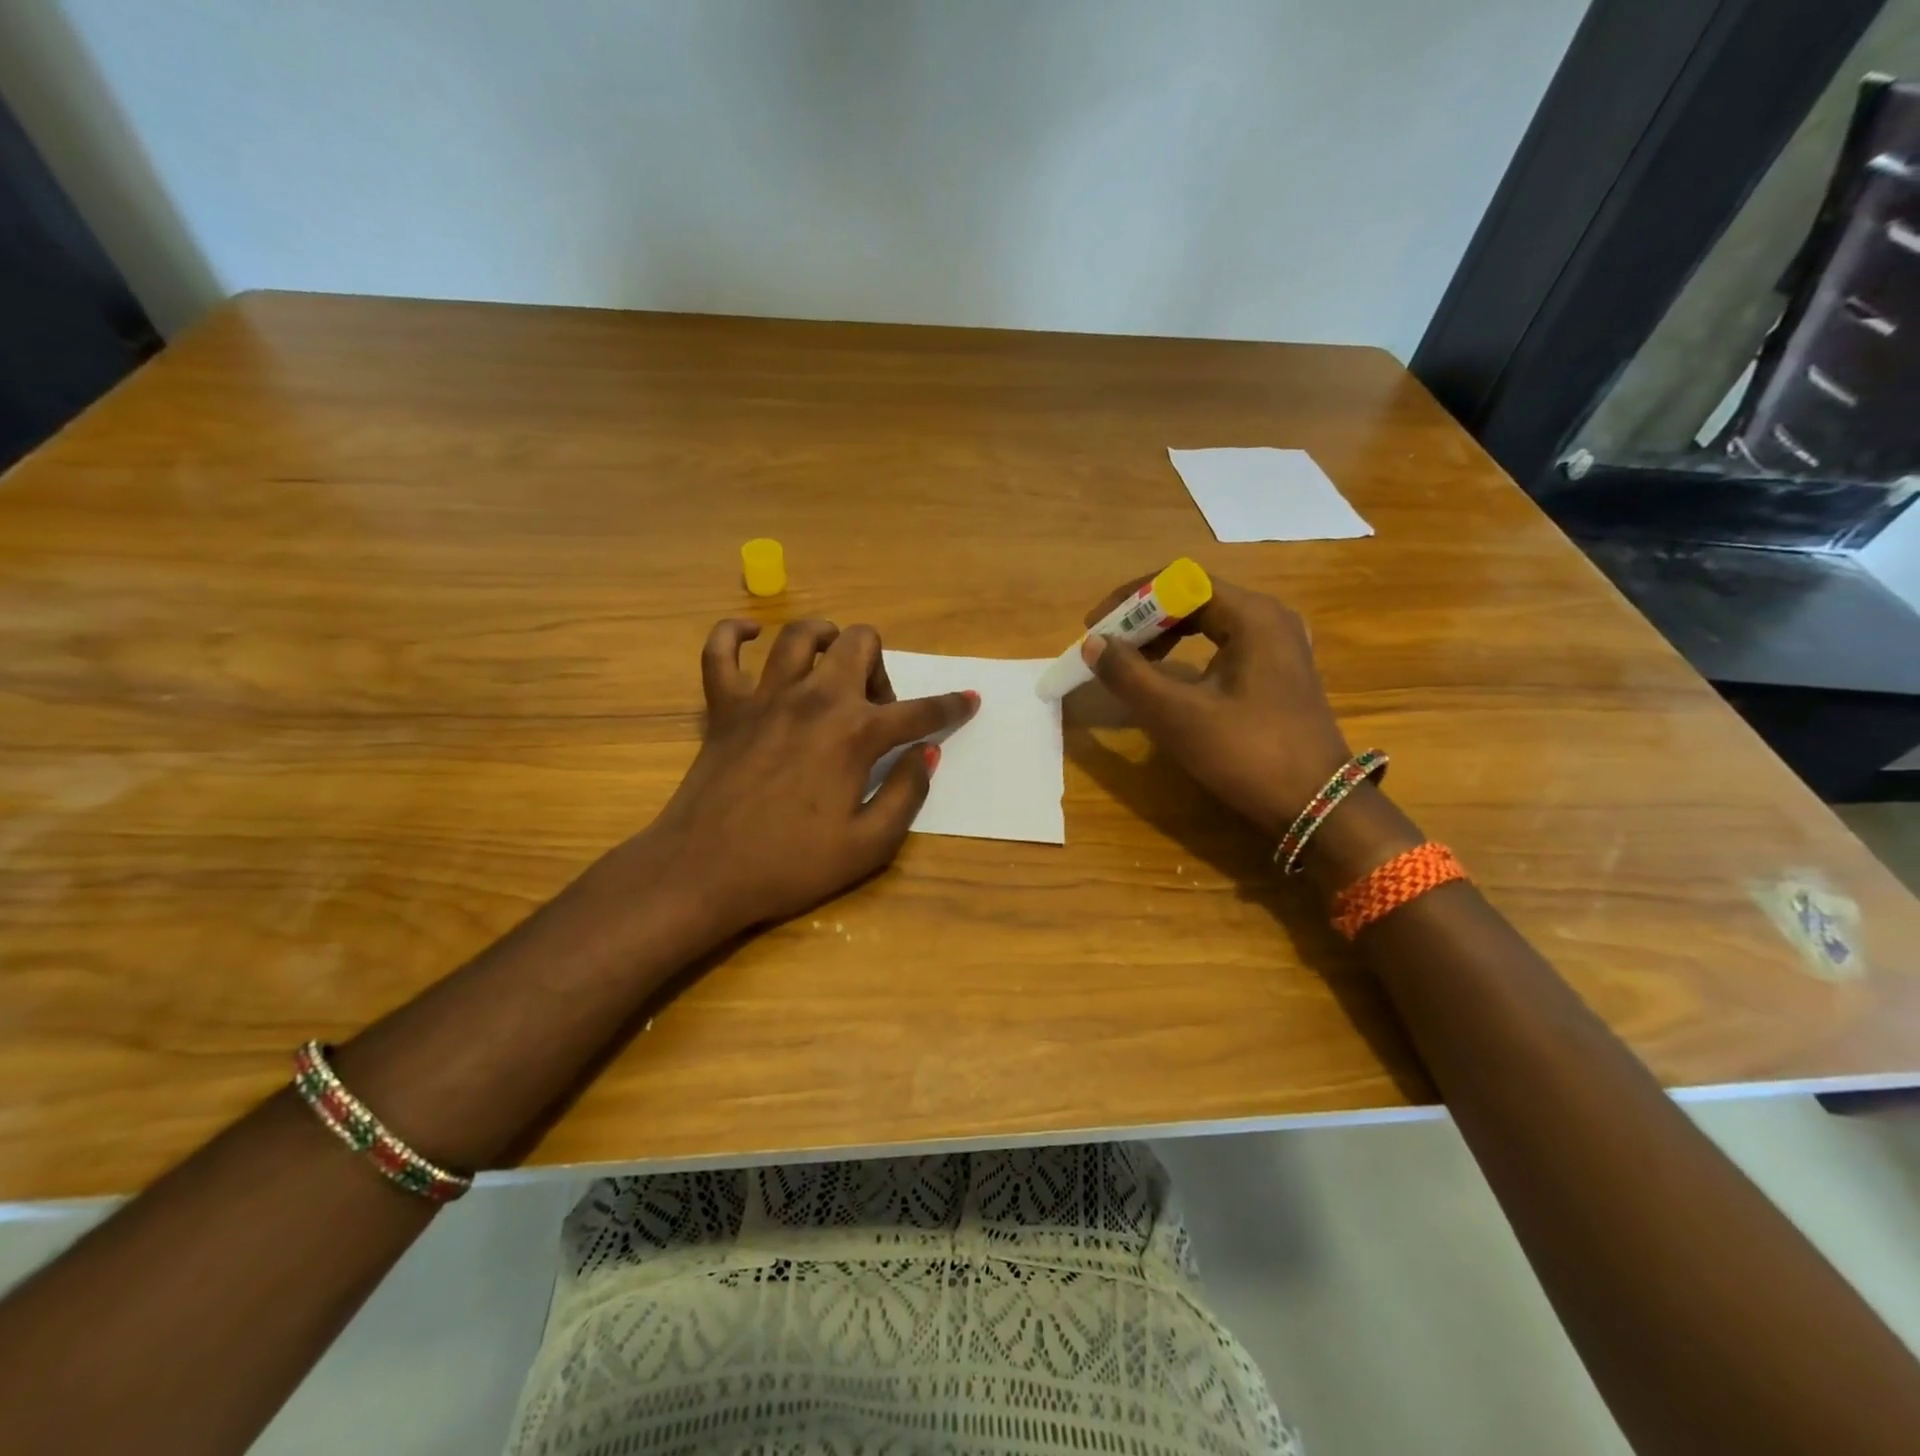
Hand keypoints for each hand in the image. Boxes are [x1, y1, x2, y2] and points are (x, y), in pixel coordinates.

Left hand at [645, 618, 977, 935]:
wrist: (702, 873)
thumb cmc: (790, 865)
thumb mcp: (868, 845)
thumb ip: (906, 794)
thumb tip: (926, 755)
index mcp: (855, 733)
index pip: (918, 711)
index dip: (950, 706)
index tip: (968, 700)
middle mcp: (815, 699)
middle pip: (860, 644)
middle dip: (880, 668)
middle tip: (872, 710)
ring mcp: (765, 696)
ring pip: (801, 635)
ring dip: (826, 641)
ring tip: (831, 667)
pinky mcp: (724, 706)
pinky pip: (720, 651)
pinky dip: (733, 634)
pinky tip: (749, 634)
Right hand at [1080, 576, 1350, 837]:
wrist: (1318, 806)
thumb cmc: (1247, 754)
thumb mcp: (1178, 715)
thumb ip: (1129, 675)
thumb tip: (1093, 644)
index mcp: (1252, 616)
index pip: (1180, 581)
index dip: (1131, 598)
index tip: (1096, 627)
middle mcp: (1270, 619)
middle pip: (1195, 598)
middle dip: (1144, 619)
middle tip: (1107, 647)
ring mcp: (1278, 646)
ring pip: (1209, 622)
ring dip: (1164, 636)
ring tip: (1130, 663)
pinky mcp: (1278, 672)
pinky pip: (1224, 645)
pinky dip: (1188, 653)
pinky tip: (1168, 679)